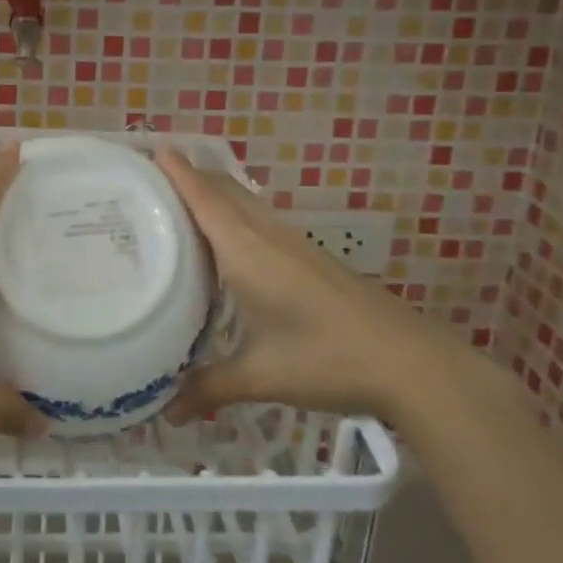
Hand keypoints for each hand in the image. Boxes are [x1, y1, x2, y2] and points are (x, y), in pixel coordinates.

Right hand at [157, 150, 439, 422]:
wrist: (410, 362)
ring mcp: (294, 244)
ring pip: (246, 203)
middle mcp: (268, 236)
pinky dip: (236, 215)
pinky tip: (231, 243)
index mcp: (247, 251)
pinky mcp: (312, 257)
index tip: (153, 148)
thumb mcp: (262, 376)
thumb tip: (166, 414)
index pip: (205, 198)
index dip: (179, 172)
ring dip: (215, 194)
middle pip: (225, 190)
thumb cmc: (327, 358)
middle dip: (192, 176)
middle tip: (152, 181)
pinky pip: (261, 220)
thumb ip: (211, 388)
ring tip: (181, 205)